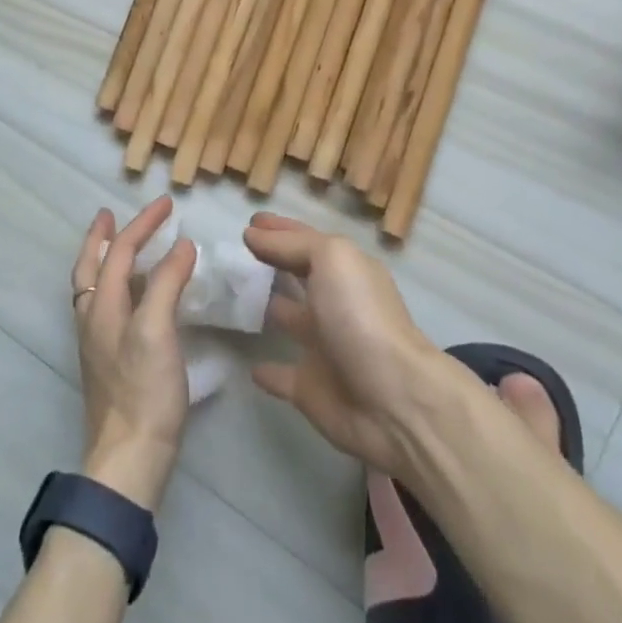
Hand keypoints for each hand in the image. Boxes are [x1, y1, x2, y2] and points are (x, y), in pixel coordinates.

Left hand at [70, 196, 197, 509]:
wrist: (129, 458)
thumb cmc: (144, 390)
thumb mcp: (157, 330)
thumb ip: (167, 283)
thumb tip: (182, 245)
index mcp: (102, 306)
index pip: (121, 251)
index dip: (144, 224)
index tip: (169, 204)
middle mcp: (93, 319)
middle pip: (91, 266)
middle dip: (101, 237)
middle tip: (110, 214)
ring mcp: (98, 342)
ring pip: (95, 286)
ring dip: (106, 258)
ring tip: (122, 245)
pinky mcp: (109, 361)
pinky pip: (107, 305)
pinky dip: (118, 284)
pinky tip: (137, 295)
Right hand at [244, 212, 446, 477]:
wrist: (391, 399)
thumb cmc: (360, 316)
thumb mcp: (332, 259)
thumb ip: (292, 244)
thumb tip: (253, 235)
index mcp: (346, 271)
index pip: (306, 241)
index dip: (279, 230)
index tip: (249, 222)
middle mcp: (335, 303)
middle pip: (298, 276)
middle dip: (271, 263)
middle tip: (233, 255)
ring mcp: (323, 346)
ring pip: (287, 319)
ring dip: (264, 308)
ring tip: (230, 295)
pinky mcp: (310, 387)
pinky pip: (281, 374)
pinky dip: (265, 370)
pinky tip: (247, 364)